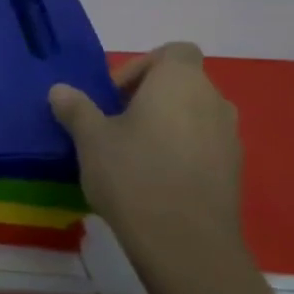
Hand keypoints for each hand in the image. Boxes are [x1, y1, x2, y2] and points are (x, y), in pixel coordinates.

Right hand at [47, 43, 246, 273]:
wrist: (185, 242)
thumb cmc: (133, 175)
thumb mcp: (90, 139)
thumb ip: (76, 109)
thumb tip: (60, 90)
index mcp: (180, 81)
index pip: (173, 51)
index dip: (141, 66)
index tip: (113, 96)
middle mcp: (213, 100)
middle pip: (182, 84)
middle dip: (148, 98)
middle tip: (113, 126)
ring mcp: (229, 137)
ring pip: (193, 116)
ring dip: (165, 126)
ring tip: (131, 155)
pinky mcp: (233, 170)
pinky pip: (203, 146)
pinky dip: (180, 152)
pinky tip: (153, 181)